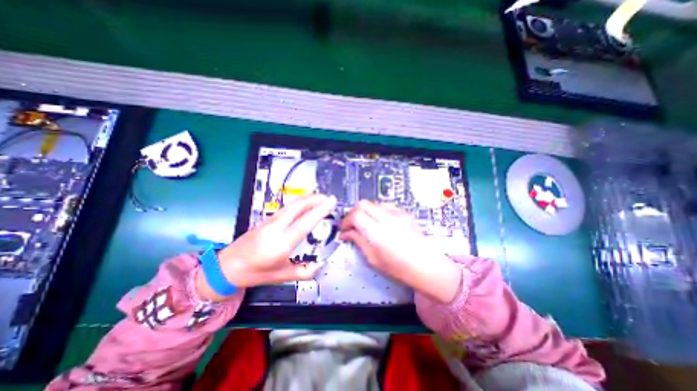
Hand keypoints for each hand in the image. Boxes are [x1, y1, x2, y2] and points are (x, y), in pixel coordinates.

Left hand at [195, 194, 337, 299]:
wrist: (226, 267)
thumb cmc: (255, 273)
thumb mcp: (281, 277)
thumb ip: (304, 272)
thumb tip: (320, 264)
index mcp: (280, 245)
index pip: (304, 223)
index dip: (320, 211)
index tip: (331, 202)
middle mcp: (275, 229)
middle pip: (298, 207)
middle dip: (315, 199)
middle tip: (330, 198)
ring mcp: (269, 221)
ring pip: (291, 204)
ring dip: (308, 198)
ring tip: (321, 197)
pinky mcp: (266, 218)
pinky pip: (286, 207)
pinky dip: (299, 202)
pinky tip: (305, 202)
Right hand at [340, 201, 461, 303]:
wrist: (427, 266)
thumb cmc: (399, 268)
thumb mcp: (373, 258)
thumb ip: (358, 241)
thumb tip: (345, 233)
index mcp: (378, 233)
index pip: (355, 215)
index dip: (346, 221)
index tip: (344, 230)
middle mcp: (387, 218)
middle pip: (363, 204)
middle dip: (353, 213)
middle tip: (351, 225)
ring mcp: (397, 213)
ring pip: (373, 203)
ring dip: (365, 211)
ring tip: (364, 224)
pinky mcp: (404, 213)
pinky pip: (385, 206)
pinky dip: (376, 211)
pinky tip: (378, 222)